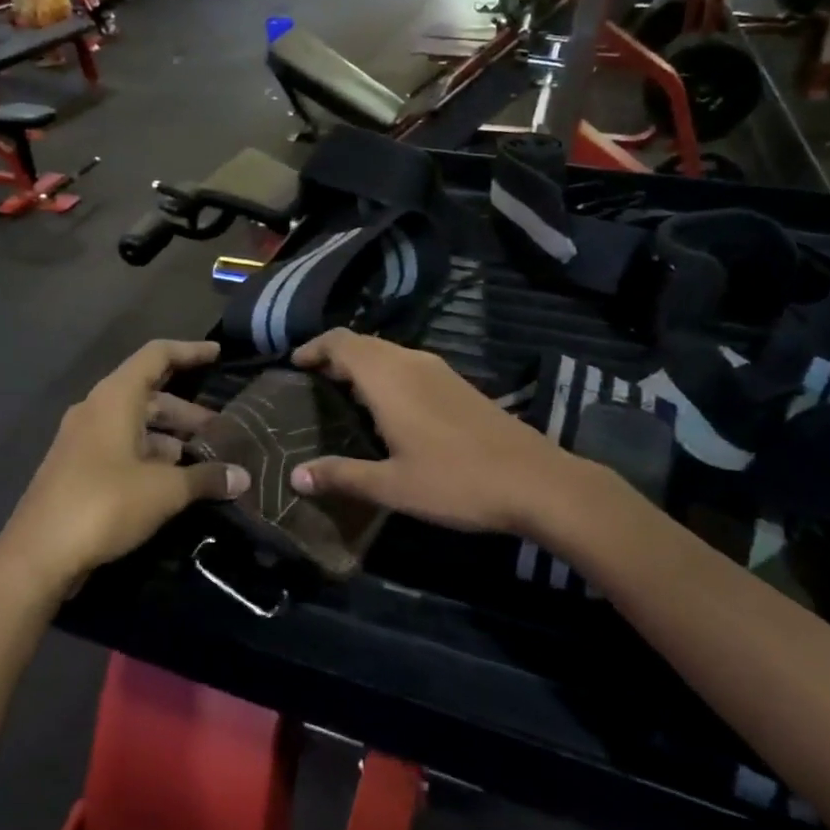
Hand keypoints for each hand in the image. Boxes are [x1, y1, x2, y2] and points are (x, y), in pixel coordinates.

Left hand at [0, 341, 248, 590]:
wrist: (38, 555)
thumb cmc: (104, 504)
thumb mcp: (164, 491)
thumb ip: (206, 478)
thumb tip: (243, 477)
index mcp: (115, 398)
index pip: (157, 356)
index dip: (190, 351)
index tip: (219, 354)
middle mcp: (96, 409)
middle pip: (150, 395)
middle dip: (188, 412)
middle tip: (223, 432)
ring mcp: (83, 439)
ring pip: (136, 425)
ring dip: (171, 438)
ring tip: (205, 460)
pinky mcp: (78, 468)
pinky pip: (122, 447)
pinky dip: (151, 456)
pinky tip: (174, 482)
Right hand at [289, 330, 608, 536]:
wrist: (535, 481)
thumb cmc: (456, 481)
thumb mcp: (392, 486)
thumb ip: (341, 476)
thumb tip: (295, 476)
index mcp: (388, 378)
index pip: (341, 342)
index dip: (314, 348)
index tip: (294, 365)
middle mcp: (411, 363)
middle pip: (362, 343)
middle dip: (333, 355)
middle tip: (311, 382)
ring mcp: (438, 370)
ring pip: (387, 352)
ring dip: (361, 363)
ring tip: (341, 393)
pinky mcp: (457, 383)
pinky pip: (407, 364)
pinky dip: (384, 373)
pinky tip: (385, 407)